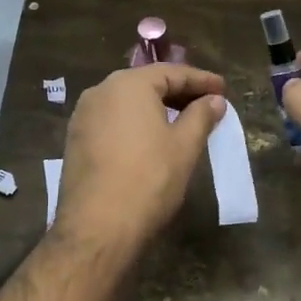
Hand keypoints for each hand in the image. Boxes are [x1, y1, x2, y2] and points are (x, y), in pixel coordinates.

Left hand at [55, 64, 226, 250]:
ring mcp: (83, 117)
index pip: (171, 73)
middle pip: (147, 84)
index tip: (224, 89)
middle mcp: (100, 92)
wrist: (97, 228)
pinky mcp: (76, 141)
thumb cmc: (149, 179)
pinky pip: (113, 121)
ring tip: (184, 122)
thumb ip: (201, 116)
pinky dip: (137, 124)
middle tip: (208, 103)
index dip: (201, 80)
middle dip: (179, 92)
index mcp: (128, 85)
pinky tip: (153, 139)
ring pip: (128, 103)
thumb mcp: (184, 146)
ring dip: (157, 108)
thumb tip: (215, 100)